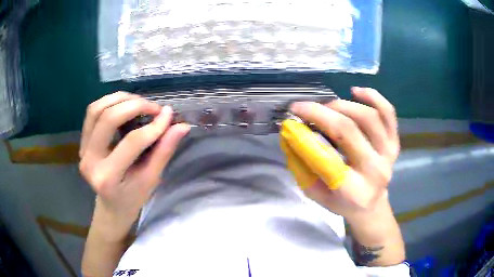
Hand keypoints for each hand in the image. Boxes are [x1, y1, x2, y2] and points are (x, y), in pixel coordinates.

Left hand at [79, 92, 189, 223]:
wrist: (112, 205)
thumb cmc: (133, 197)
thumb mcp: (151, 179)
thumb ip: (164, 151)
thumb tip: (181, 126)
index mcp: (107, 178)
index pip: (131, 142)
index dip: (153, 126)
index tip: (169, 115)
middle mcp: (89, 161)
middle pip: (108, 118)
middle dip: (134, 106)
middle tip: (153, 107)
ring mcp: (82, 150)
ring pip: (97, 109)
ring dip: (120, 99)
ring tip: (139, 102)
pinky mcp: (81, 142)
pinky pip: (92, 113)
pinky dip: (109, 102)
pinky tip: (124, 105)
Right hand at [280, 87, 398, 218]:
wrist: (371, 205)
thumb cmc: (341, 202)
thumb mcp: (315, 193)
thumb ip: (302, 166)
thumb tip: (291, 135)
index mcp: (354, 190)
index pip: (327, 158)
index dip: (305, 136)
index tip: (290, 119)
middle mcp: (375, 170)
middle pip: (349, 130)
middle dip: (320, 113)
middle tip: (303, 107)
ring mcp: (389, 154)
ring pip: (368, 117)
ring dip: (343, 105)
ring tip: (327, 106)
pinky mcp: (395, 142)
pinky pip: (388, 113)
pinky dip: (373, 97)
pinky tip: (356, 91)